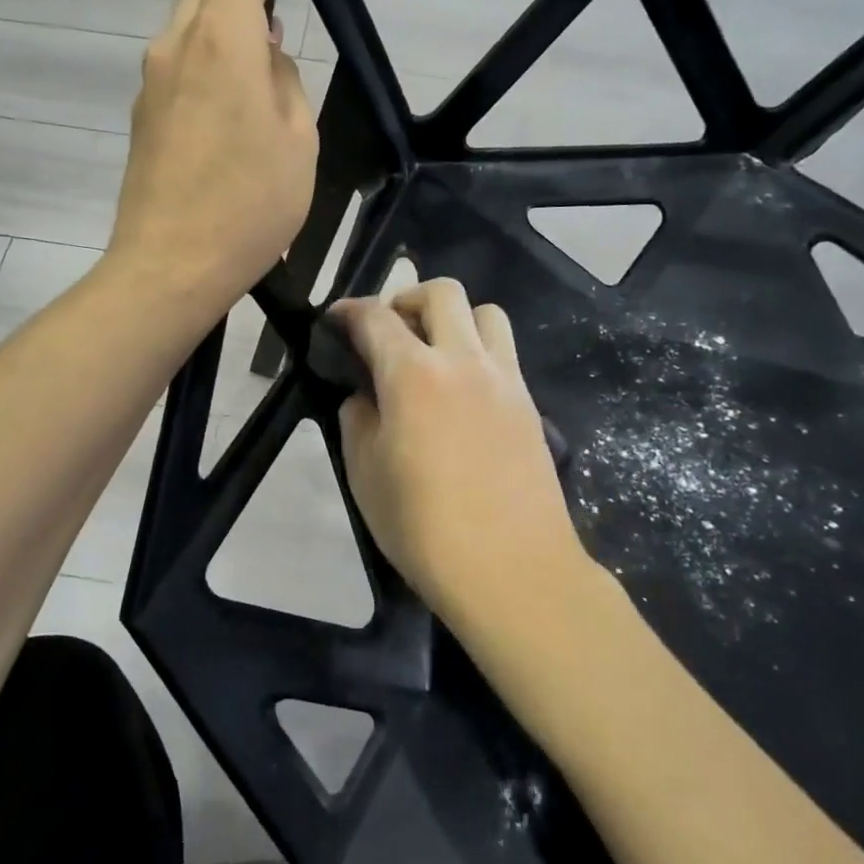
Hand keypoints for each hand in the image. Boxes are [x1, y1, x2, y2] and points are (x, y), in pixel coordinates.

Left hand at [107, 0, 315, 317]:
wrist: (169, 267)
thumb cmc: (247, 208)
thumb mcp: (297, 144)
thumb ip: (285, 85)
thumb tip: (264, 60)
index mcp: (220, 42)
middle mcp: (176, 47)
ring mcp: (152, 81)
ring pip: (185, 14)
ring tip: (252, 3)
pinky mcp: (144, 114)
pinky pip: (178, 56)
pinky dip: (205, 39)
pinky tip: (228, 65)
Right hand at [335, 279, 583, 620]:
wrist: (512, 570)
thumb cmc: (424, 528)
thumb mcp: (364, 475)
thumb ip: (358, 419)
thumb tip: (365, 396)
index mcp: (413, 375)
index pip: (376, 318)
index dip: (349, 310)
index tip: (335, 319)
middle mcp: (463, 361)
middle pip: (441, 293)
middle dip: (406, 299)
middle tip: (388, 333)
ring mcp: (504, 380)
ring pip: (485, 313)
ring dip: (453, 319)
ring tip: (433, 354)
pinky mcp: (529, 404)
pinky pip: (504, 353)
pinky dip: (478, 352)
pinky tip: (461, 393)